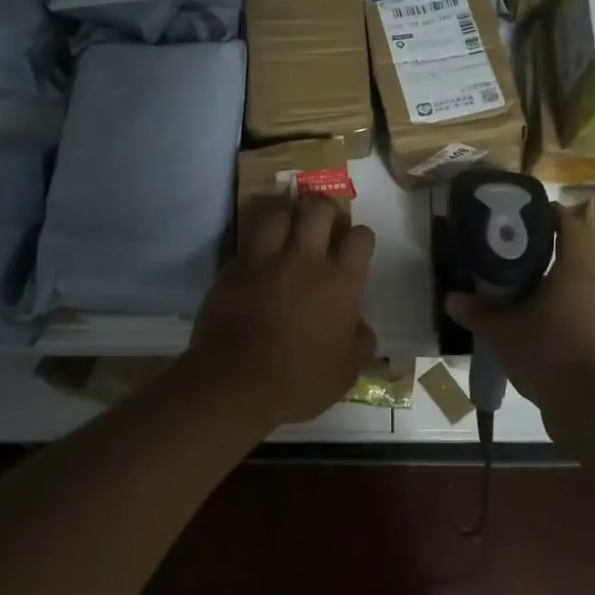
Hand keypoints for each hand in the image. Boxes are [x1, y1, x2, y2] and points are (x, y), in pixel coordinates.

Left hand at [189, 196, 376, 427]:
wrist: (235, 385)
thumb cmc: (299, 381)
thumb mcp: (346, 371)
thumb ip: (360, 341)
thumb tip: (361, 325)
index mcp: (339, 281)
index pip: (360, 237)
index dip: (361, 238)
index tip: (356, 248)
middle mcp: (304, 260)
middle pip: (317, 209)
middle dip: (323, 209)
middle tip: (322, 224)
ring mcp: (264, 260)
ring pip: (277, 213)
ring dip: (285, 215)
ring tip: (287, 225)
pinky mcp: (232, 269)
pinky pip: (247, 244)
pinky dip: (255, 246)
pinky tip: (256, 259)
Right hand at [444, 204, 594, 411]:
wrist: (585, 408)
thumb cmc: (546, 353)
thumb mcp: (502, 331)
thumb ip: (477, 312)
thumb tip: (452, 298)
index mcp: (574, 275)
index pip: (573, 229)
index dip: (556, 214)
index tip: (534, 210)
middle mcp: (591, 291)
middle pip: (572, 260)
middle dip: (544, 254)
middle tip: (511, 254)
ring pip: (571, 291)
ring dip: (548, 288)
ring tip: (516, 294)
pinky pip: (573, 318)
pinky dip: (553, 316)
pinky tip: (529, 330)